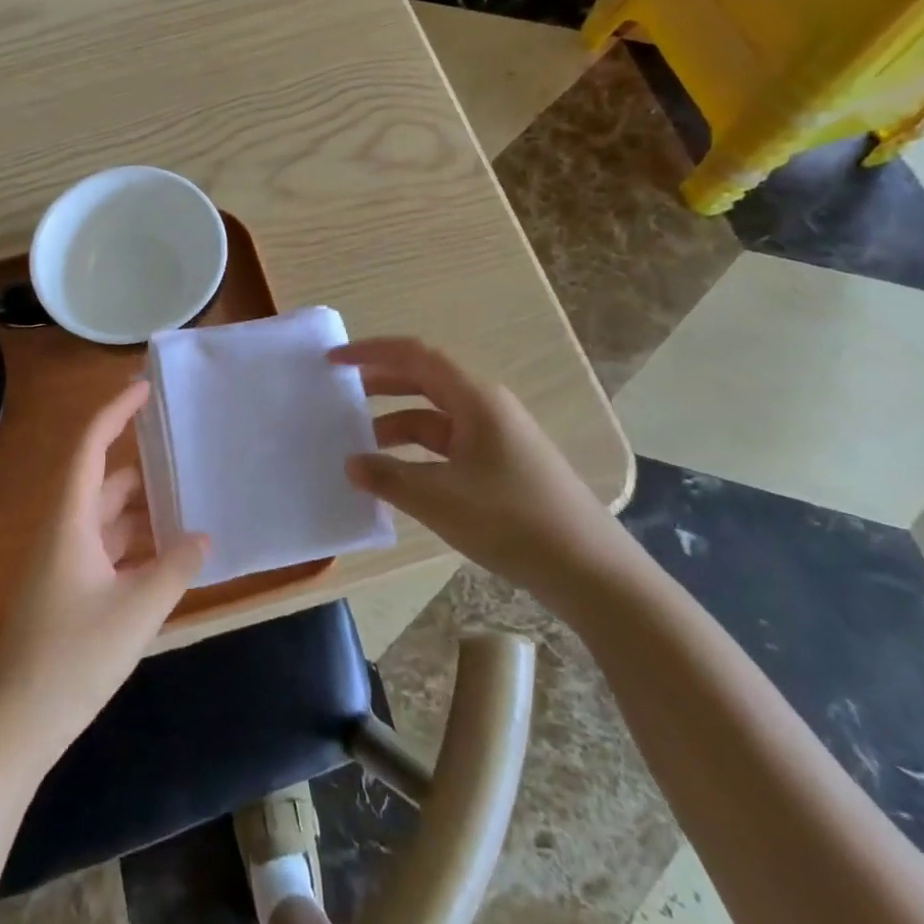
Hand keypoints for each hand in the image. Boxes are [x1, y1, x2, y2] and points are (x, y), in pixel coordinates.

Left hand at [0, 381, 208, 766]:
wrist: (14, 728)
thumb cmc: (71, 659)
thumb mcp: (136, 611)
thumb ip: (175, 569)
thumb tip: (204, 537)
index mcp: (71, 521)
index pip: (90, 447)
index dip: (115, 412)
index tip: (144, 388)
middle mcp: (66, 532)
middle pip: (104, 481)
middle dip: (143, 466)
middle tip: (187, 452)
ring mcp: (67, 564)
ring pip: (109, 519)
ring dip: (145, 511)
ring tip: (192, 502)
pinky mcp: (71, 593)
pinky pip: (110, 551)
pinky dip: (139, 546)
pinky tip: (171, 557)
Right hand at [330, 337, 628, 597]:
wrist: (590, 571)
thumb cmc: (513, 520)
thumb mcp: (440, 498)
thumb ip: (388, 477)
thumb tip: (352, 463)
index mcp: (475, 399)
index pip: (415, 356)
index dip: (371, 352)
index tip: (333, 361)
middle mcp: (485, 408)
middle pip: (423, 381)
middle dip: (379, 385)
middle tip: (338, 396)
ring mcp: (495, 437)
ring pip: (433, 417)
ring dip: (395, 424)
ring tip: (359, 446)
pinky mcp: (500, 466)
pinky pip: (447, 445)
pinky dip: (416, 453)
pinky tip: (396, 477)